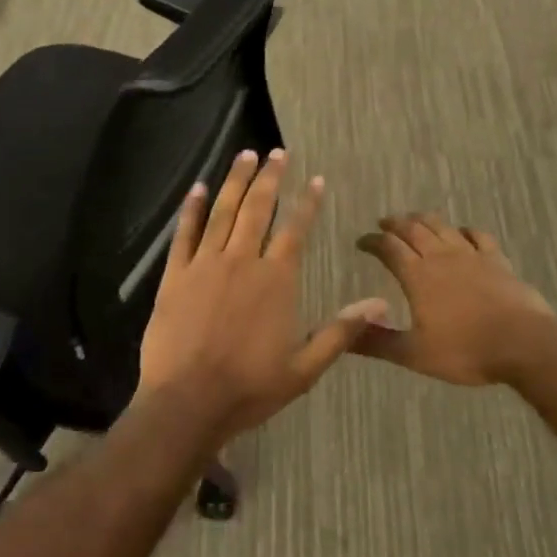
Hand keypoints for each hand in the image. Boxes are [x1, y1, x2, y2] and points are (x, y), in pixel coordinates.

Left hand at [138, 149, 386, 440]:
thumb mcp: (305, 367)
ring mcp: (205, 265)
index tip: (315, 179)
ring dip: (235, 181)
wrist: (187, 404)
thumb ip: (342, 331)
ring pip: (222, 212)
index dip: (307, 202)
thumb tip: (381, 304)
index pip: (296, 229)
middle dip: (270, 177)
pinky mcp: (175, 276)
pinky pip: (184, 233)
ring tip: (244, 155)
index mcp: (276, 279)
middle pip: (258, 208)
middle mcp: (242, 261)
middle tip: (276, 153)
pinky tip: (197, 188)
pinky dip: (191, 209)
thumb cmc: (250, 388)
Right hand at [352, 214, 556, 386]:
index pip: (389, 248)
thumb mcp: (414, 354)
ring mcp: (472, 255)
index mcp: (418, 276)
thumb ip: (378, 342)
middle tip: (384, 223)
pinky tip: (462, 232)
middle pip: (414, 229)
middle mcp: (441, 256)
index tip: (361, 241)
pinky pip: (478, 235)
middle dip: (395, 223)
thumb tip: (342, 336)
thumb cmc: (465, 351)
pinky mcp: (497, 260)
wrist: (522, 343)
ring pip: (443, 226)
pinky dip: (465, 230)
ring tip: (415, 219)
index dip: (372, 242)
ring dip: (424, 219)